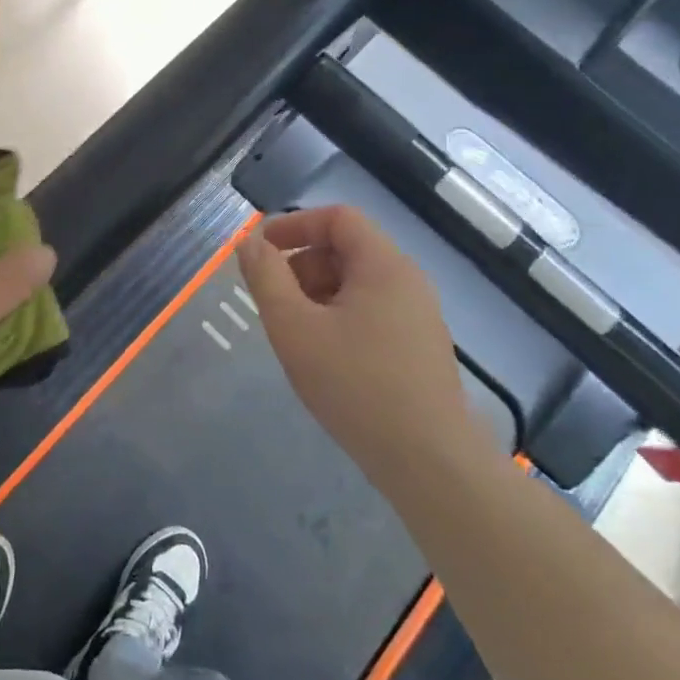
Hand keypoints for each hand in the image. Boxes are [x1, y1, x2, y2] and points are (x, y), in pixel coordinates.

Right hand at [237, 206, 473, 477]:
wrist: (429, 462)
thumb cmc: (355, 385)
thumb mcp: (294, 327)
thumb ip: (266, 278)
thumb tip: (250, 243)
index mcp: (383, 266)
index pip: (338, 218)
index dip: (294, 225)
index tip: (260, 251)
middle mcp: (407, 281)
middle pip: (346, 249)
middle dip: (301, 265)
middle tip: (272, 302)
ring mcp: (417, 316)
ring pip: (356, 284)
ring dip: (316, 294)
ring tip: (293, 334)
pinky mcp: (418, 347)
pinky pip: (370, 312)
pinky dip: (337, 318)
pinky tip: (322, 357)